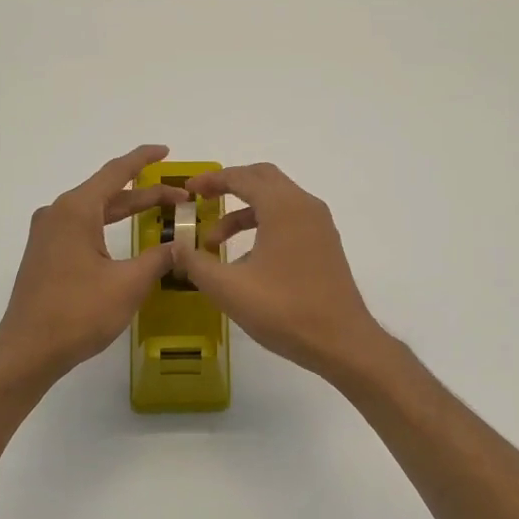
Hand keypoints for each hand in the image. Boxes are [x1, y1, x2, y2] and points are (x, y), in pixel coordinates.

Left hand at [0, 145, 187, 386]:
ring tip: (159, 212)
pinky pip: (82, 228)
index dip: (143, 160)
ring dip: (126, 211)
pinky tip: (125, 238)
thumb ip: (158, 259)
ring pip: (94, 212)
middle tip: (180, 199)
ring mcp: (48, 235)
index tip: (166, 151)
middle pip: (107, 193)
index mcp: (76, 210)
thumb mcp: (128, 284)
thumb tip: (181, 247)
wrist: (28, 350)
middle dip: (145, 194)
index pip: (116, 173)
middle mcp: (57, 214)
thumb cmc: (78, 312)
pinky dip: (108, 227)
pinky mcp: (45, 255)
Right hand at [173, 162, 391, 383]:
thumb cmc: (284, 310)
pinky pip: (289, 220)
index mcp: (283, 207)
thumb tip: (176, 248)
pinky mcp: (324, 245)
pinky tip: (245, 260)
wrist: (342, 341)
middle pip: (262, 179)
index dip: (211, 180)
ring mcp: (319, 226)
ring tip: (214, 244)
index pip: (242, 177)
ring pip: (276, 202)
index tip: (187, 191)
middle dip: (229, 186)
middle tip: (201, 201)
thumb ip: (196, 263)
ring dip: (243, 213)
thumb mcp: (229, 289)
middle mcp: (305, 206)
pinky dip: (263, 226)